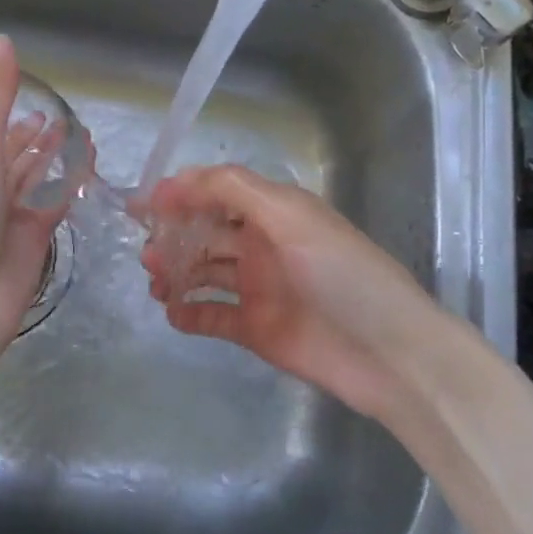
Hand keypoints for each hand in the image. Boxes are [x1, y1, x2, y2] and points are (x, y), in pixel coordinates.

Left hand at [0, 35, 67, 352]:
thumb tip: (1, 39)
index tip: (28, 102)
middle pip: (3, 158)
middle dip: (30, 138)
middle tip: (59, 118)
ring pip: (29, 180)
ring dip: (51, 156)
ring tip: (79, 131)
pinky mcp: (26, 243)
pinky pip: (48, 203)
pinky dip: (65, 181)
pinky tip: (86, 159)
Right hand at [138, 166, 450, 422]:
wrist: (389, 353)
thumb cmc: (342, 274)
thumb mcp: (291, 217)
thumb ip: (235, 189)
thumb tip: (178, 180)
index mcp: (274, 212)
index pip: (218, 192)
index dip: (181, 193)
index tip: (143, 205)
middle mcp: (263, 245)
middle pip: (206, 232)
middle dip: (173, 236)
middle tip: (147, 254)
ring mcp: (259, 288)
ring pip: (205, 272)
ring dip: (176, 272)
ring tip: (155, 281)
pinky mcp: (257, 328)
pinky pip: (213, 316)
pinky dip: (190, 313)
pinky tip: (173, 312)